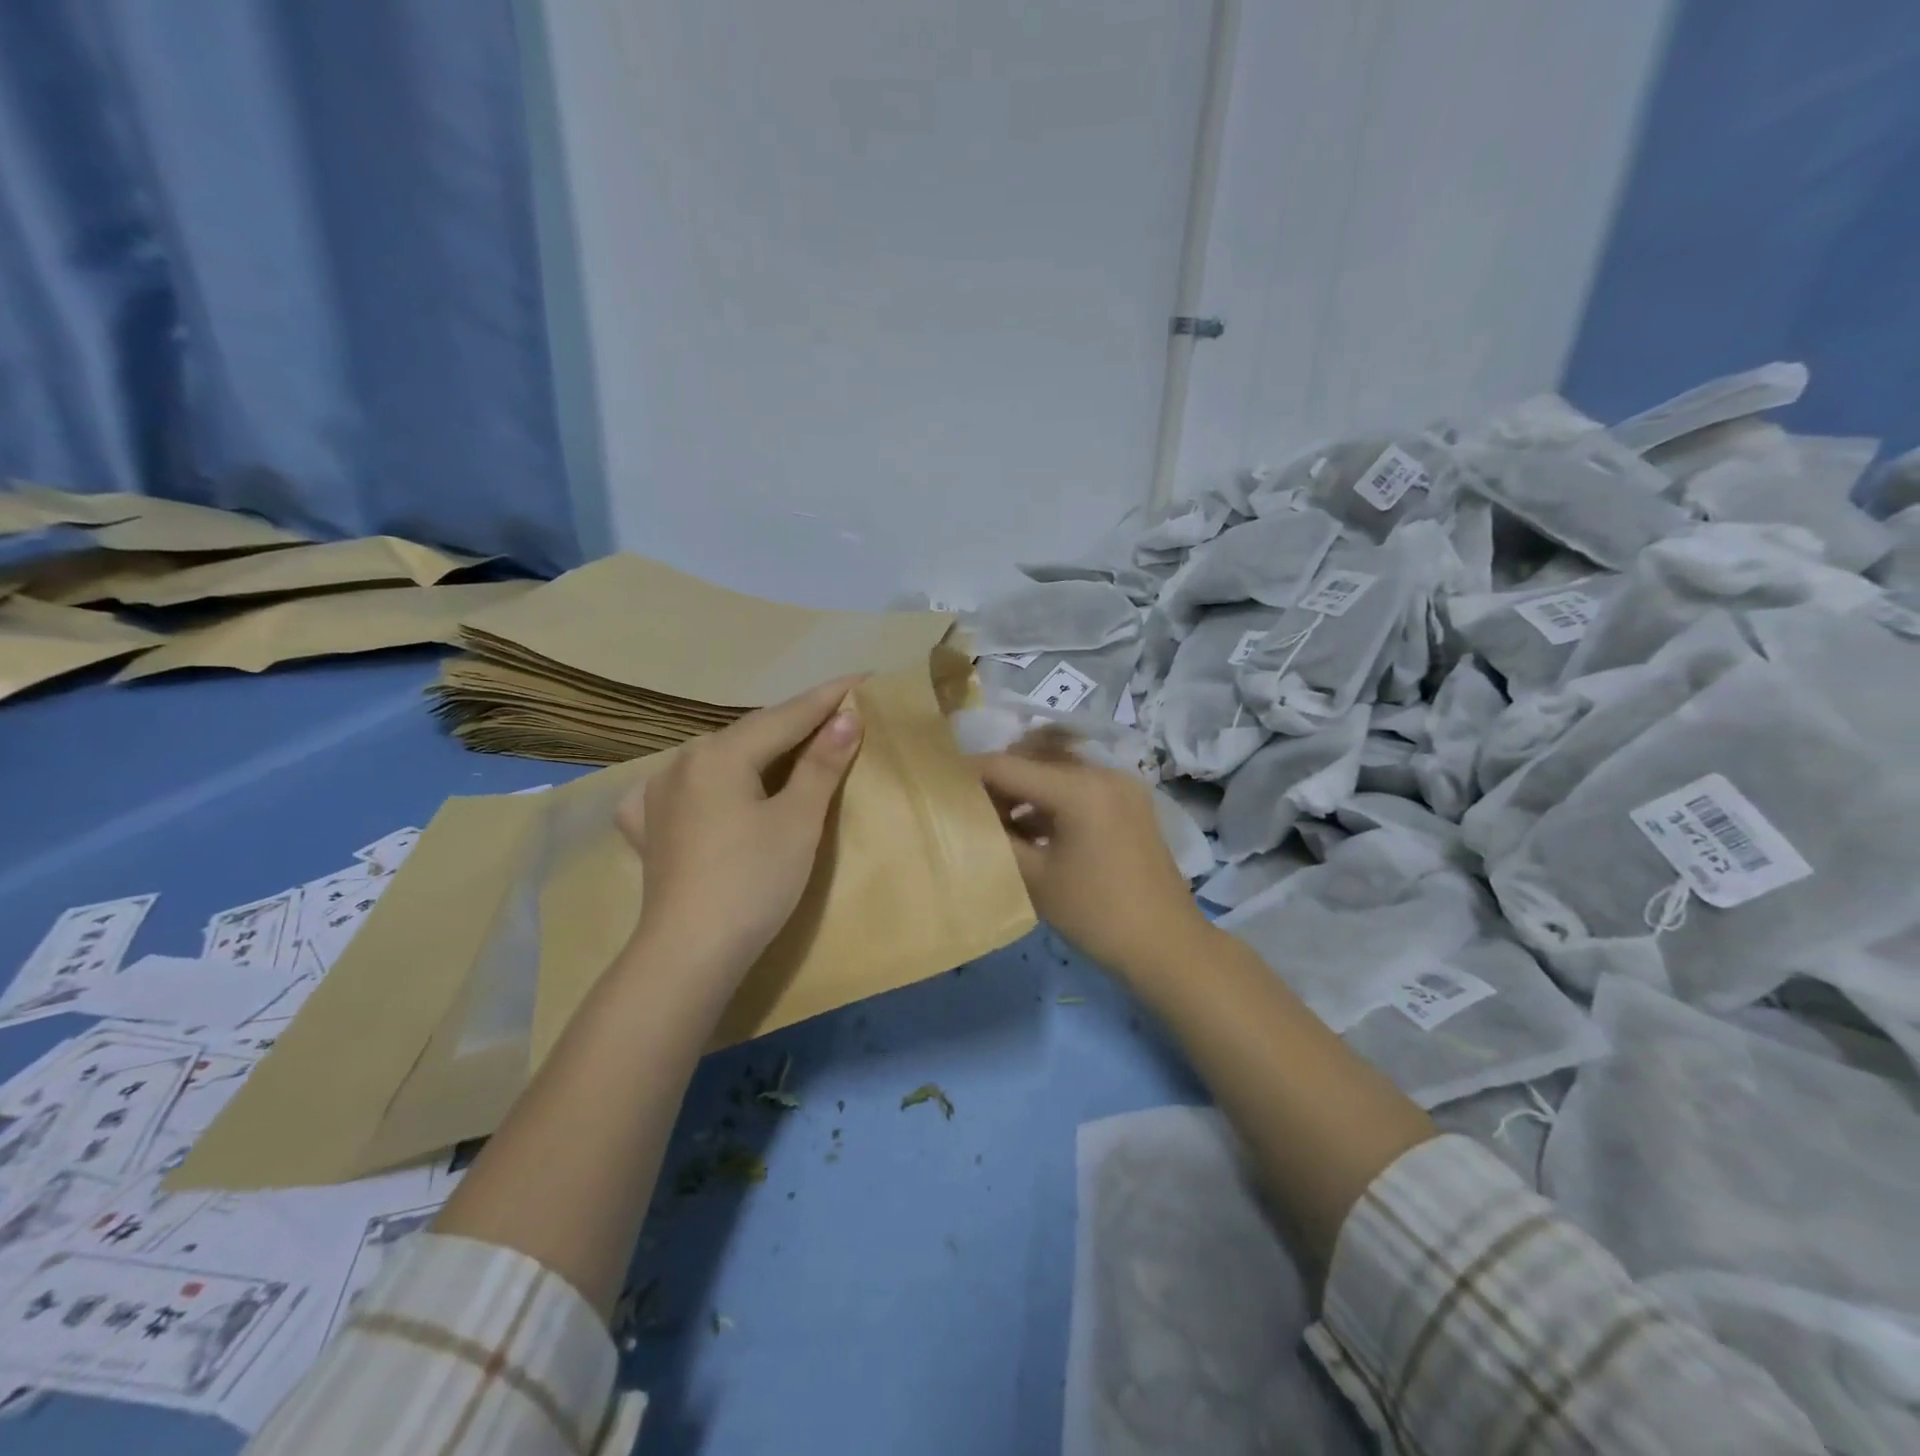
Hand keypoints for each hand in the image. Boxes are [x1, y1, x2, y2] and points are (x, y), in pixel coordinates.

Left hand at [616, 677, 864, 984]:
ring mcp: (657, 795)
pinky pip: (683, 789)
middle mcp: (682, 762)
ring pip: (719, 758)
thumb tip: (846, 718)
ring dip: (757, 749)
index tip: (863, 678)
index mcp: (720, 754)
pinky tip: (708, 789)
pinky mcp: (649, 829)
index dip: (828, 698)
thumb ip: (821, 764)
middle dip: (795, 722)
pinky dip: (709, 781)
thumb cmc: (754, 882)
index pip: (786, 715)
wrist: (689, 955)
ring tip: (790, 745)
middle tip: (837, 713)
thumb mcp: (798, 821)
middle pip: (751, 732)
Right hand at [977, 741, 1208, 979]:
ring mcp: (1122, 786)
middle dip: (998, 780)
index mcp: (1080, 788)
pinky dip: (1052, 801)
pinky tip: (1031, 830)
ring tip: (997, 822)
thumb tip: (967, 816)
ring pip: (1058, 772)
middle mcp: (1103, 773)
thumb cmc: (1096, 915)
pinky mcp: (1130, 803)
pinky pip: (1080, 788)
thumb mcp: (1034, 878)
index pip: (1008, 766)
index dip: (969, 773)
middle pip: (1034, 760)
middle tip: (968, 808)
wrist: (1167, 946)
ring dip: (1025, 790)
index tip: (940, 786)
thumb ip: (996, 838)